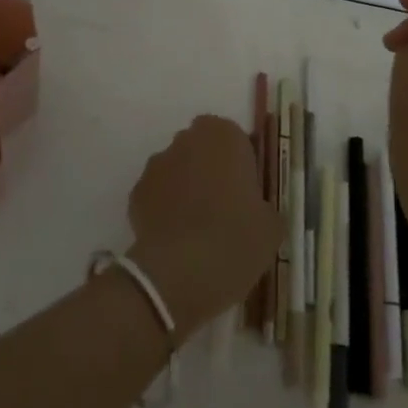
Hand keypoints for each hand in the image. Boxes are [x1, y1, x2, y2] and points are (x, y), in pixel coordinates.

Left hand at [125, 115, 281, 345]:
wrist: (181, 271)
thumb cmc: (236, 237)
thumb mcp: (271, 226)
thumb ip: (263, 207)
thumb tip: (257, 212)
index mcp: (223, 136)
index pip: (233, 137)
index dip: (238, 163)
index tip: (246, 191)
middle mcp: (186, 140)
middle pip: (201, 149)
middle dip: (210, 170)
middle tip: (224, 208)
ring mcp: (157, 165)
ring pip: (176, 170)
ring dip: (185, 188)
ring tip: (198, 229)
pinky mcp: (136, 193)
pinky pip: (156, 196)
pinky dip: (164, 210)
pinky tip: (176, 240)